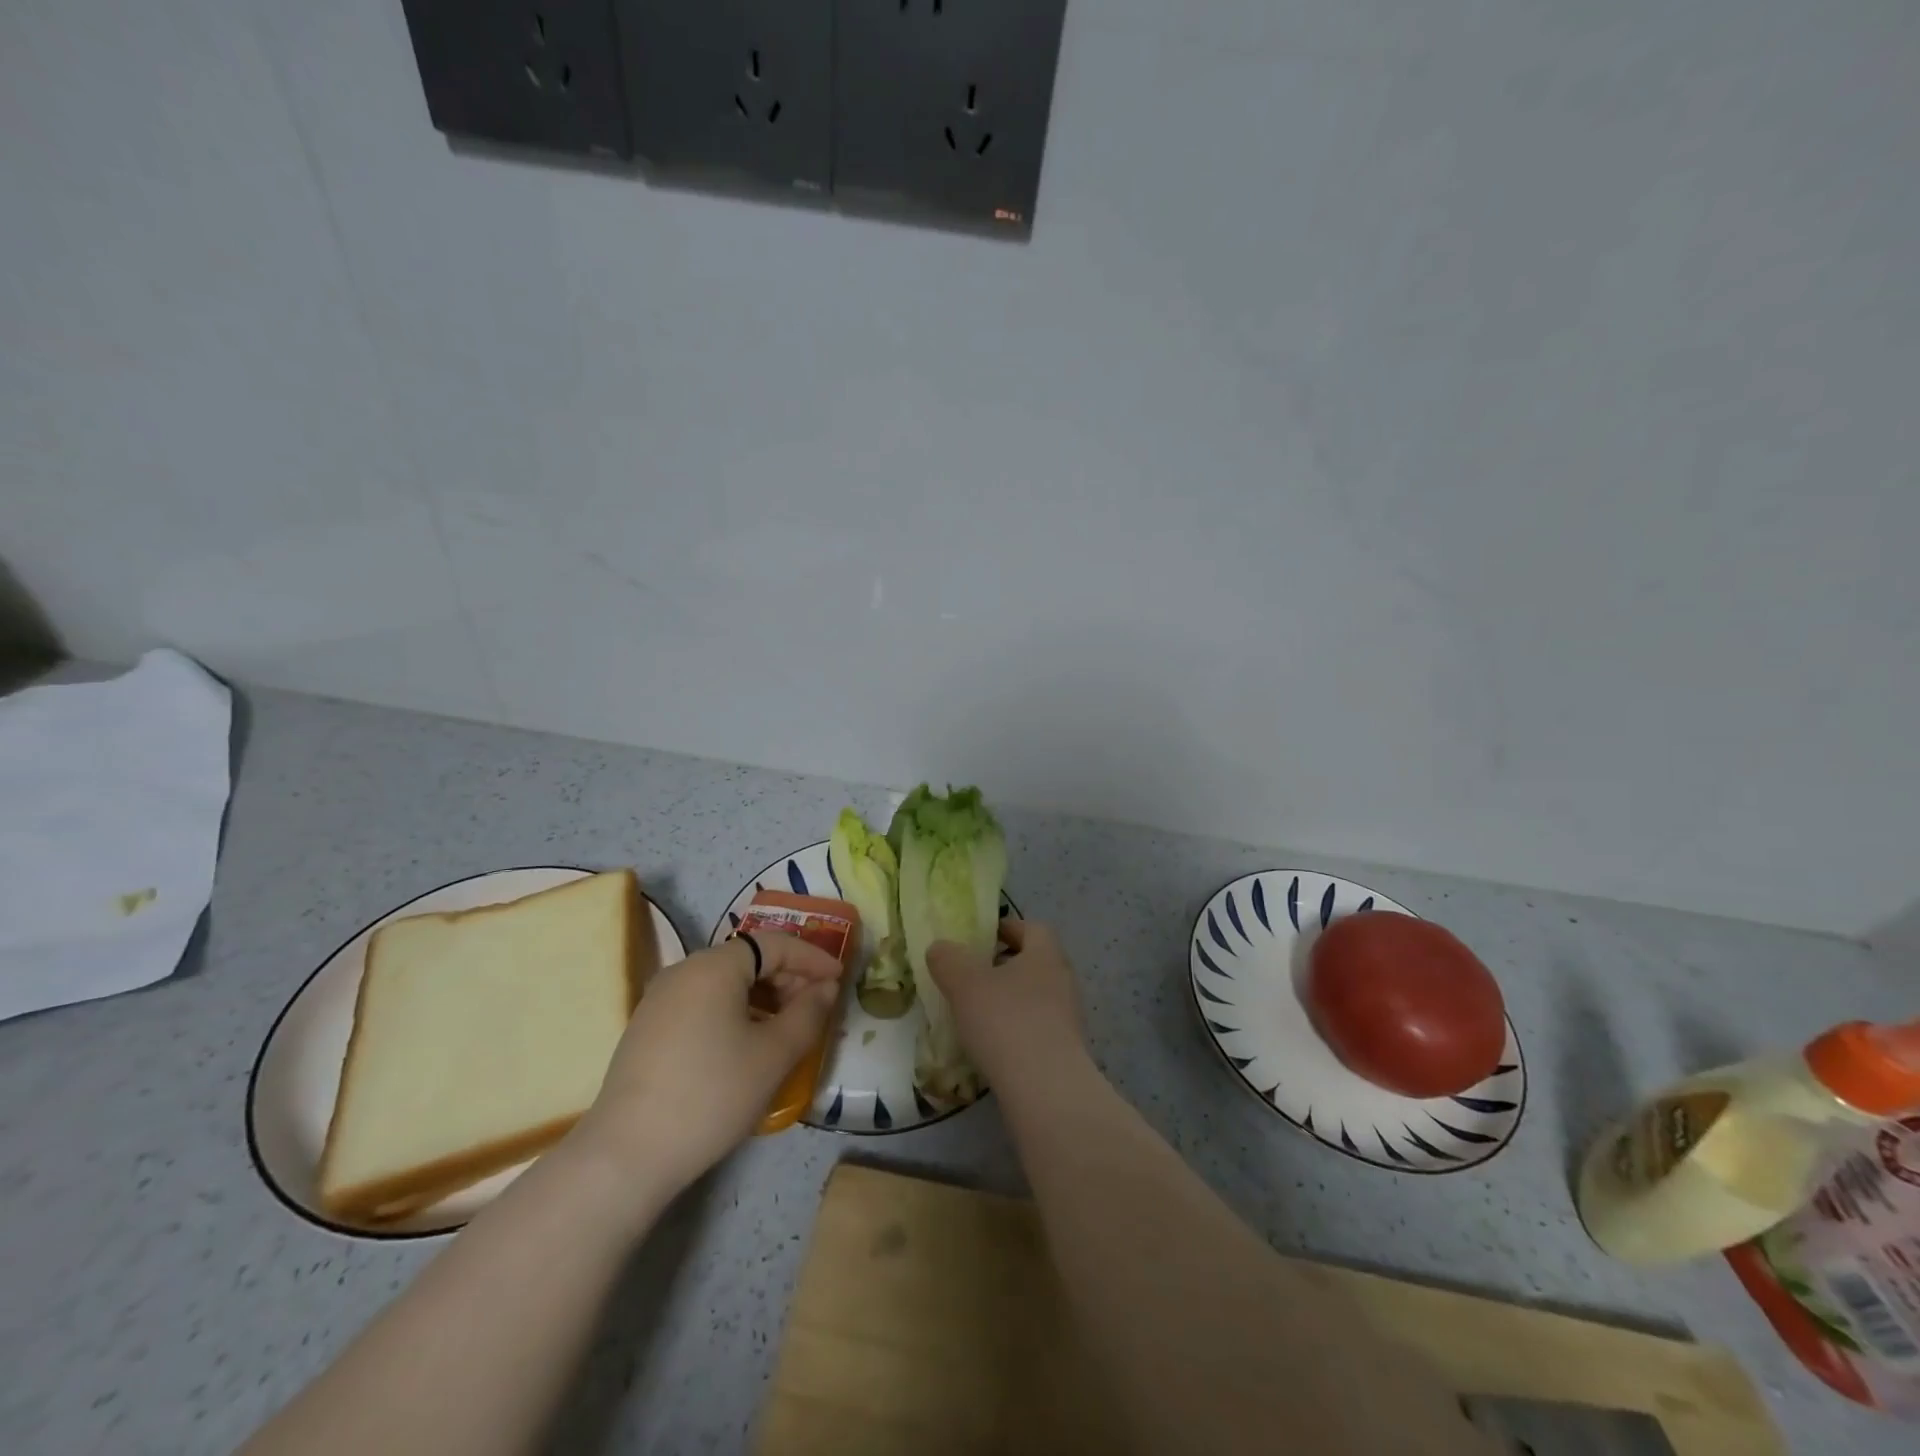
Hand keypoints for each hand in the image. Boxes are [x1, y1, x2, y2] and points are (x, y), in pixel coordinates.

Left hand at [573, 933, 843, 1193]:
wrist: (627, 1156)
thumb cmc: (712, 1094)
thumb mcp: (773, 1055)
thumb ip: (808, 1014)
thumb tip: (825, 988)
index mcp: (714, 966)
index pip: (774, 944)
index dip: (812, 958)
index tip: (839, 978)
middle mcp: (684, 971)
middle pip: (748, 960)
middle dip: (788, 978)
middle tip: (816, 1007)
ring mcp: (660, 1000)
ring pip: (725, 983)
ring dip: (763, 997)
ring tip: (787, 1029)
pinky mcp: (648, 1028)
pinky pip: (703, 1004)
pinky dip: (734, 1012)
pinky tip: (747, 1045)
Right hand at [927, 920, 1085, 1092]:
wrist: (1046, 1089)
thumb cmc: (1005, 1021)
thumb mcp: (964, 983)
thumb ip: (949, 960)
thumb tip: (941, 948)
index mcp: (1045, 954)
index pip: (1032, 928)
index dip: (1007, 929)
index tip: (981, 938)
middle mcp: (1062, 980)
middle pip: (1035, 962)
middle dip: (1005, 966)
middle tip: (973, 976)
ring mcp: (1068, 1018)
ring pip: (1036, 997)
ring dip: (1010, 1000)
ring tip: (978, 1014)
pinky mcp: (1066, 1051)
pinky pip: (1038, 1029)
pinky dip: (1017, 1030)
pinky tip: (994, 1046)